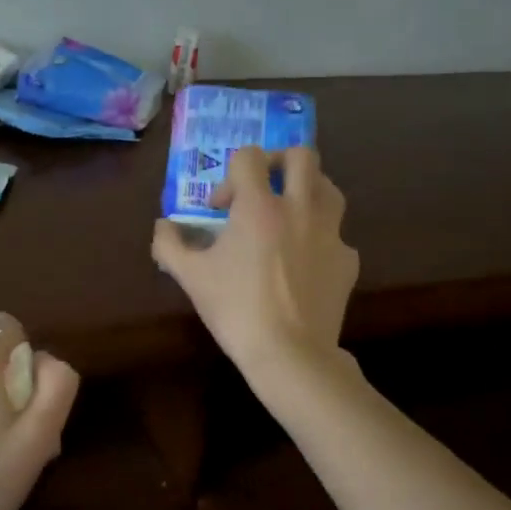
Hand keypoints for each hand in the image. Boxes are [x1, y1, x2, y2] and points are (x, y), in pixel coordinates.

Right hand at [151, 146, 359, 376]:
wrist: (289, 353)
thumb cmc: (236, 309)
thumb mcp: (190, 277)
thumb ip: (170, 244)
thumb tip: (162, 226)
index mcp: (259, 206)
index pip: (249, 157)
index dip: (230, 175)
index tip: (221, 208)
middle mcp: (300, 208)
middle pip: (302, 156)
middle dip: (279, 164)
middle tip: (263, 190)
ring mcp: (330, 233)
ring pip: (329, 188)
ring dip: (307, 191)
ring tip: (289, 216)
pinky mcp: (348, 260)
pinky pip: (336, 235)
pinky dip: (320, 239)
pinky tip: (304, 263)